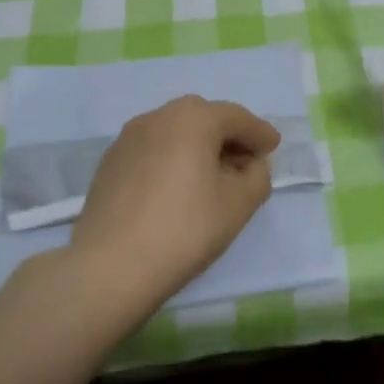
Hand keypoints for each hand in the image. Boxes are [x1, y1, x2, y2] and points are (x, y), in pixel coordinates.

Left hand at [69, 96, 281, 305]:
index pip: (237, 117)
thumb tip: (251, 165)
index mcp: (193, 118)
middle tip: (246, 162)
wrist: (110, 266)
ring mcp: (128, 138)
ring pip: (175, 133)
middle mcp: (158, 116)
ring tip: (212, 177)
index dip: (260, 133)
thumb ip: (257, 176)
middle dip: (228, 136)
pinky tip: (178, 189)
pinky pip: (153, 150)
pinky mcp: (110, 163)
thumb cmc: (185, 229)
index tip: (273, 148)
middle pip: (204, 118)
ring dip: (199, 147)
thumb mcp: (239, 204)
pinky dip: (172, 159)